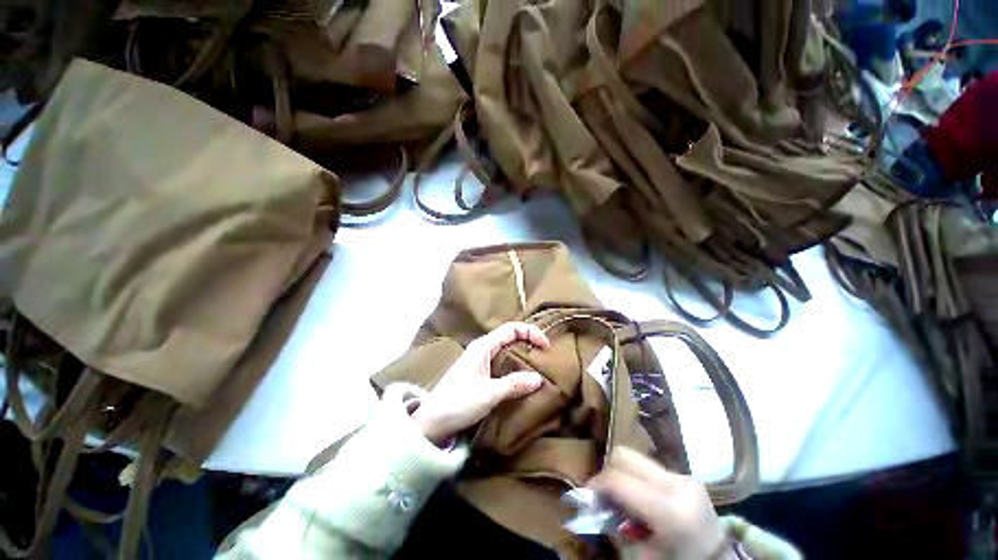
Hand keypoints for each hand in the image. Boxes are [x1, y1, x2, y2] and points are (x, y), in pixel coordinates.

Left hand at [412, 322, 549, 444]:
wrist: (432, 421)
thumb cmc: (458, 402)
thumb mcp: (489, 393)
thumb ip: (514, 384)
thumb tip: (539, 378)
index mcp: (483, 346)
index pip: (511, 328)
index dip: (531, 332)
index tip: (546, 345)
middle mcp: (482, 348)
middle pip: (509, 336)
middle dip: (528, 341)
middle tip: (546, 354)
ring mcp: (480, 360)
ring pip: (506, 349)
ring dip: (523, 354)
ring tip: (539, 365)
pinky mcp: (480, 372)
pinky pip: (502, 362)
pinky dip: (515, 365)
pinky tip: (522, 376)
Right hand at [588, 448, 729, 559]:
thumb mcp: (641, 557)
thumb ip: (613, 527)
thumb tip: (590, 504)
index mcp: (671, 510)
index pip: (620, 480)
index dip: (596, 485)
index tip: (586, 496)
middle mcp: (678, 483)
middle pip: (625, 456)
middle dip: (607, 472)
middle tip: (603, 494)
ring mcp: (684, 475)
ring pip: (635, 457)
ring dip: (621, 473)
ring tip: (622, 497)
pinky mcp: (685, 474)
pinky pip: (648, 466)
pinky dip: (636, 477)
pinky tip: (640, 498)